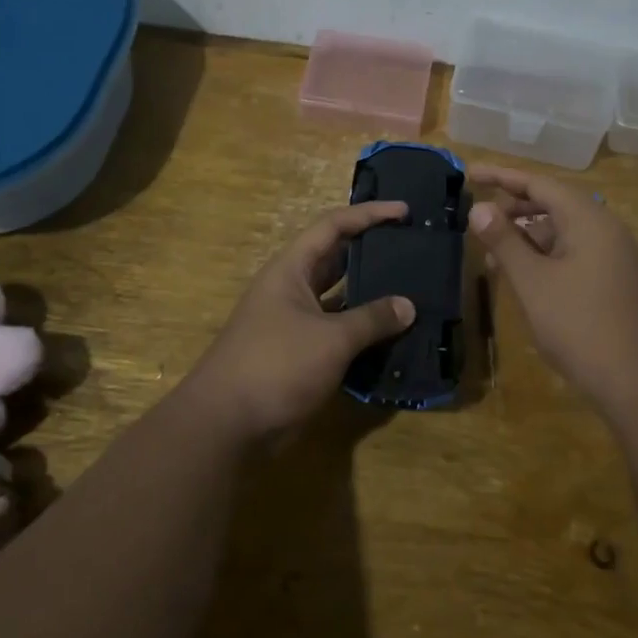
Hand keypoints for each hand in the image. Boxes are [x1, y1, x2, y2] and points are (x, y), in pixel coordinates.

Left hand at [185, 201, 416, 441]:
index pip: (333, 226)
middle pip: (336, 259)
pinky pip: (337, 331)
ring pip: (339, 298)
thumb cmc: (276, 366)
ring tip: (411, 288)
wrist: (225, 426)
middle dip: (372, 251)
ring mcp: (294, 323)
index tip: (405, 212)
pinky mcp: (299, 355)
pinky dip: (362, 331)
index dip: (369, 214)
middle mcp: (291, 289)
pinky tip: (392, 335)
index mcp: (291, 269)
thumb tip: (408, 306)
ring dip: (370, 295)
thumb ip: (371, 319)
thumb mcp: (331, 339)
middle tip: (412, 248)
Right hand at [468, 165, 637, 439]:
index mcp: (589, 219)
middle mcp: (607, 230)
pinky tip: (528, 280)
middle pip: (554, 204)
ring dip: (529, 237)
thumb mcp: (534, 284)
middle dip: (514, 208)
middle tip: (479, 218)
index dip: (502, 176)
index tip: (469, 172)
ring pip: (565, 232)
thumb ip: (505, 241)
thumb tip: (479, 207)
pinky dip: (547, 257)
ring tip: (495, 255)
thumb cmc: (583, 328)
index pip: (539, 183)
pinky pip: (577, 255)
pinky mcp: (620, 284)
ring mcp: (618, 258)